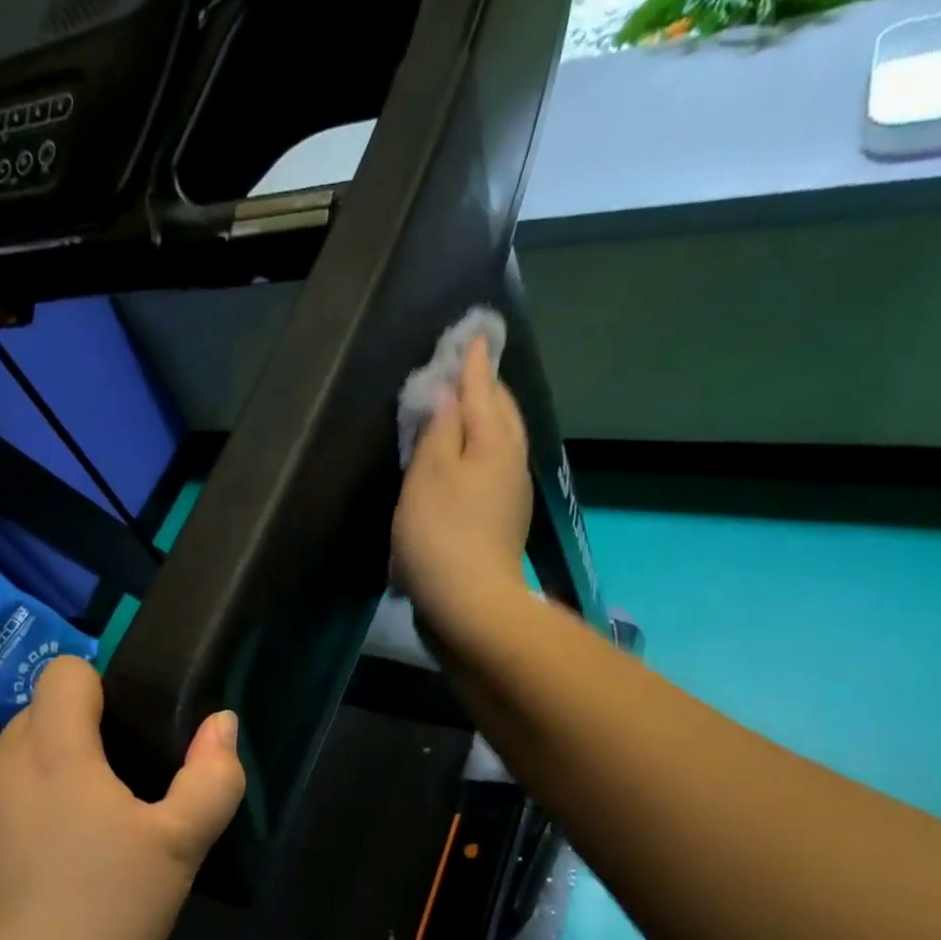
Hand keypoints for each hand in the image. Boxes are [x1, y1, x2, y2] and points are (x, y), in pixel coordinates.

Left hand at [0, 658, 245, 939]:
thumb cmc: (105, 916)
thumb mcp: (180, 848)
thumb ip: (212, 776)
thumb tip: (221, 722)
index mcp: (52, 751)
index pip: (64, 672)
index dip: (100, 691)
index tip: (125, 741)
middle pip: (38, 718)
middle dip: (77, 742)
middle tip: (113, 807)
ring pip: (10, 766)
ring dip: (43, 783)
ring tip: (73, 849)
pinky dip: (11, 822)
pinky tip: (31, 882)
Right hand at [392, 337, 532, 628]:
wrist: (469, 605)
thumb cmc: (441, 534)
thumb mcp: (429, 473)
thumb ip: (438, 428)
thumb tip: (446, 393)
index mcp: (495, 442)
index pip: (484, 389)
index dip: (473, 363)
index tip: (471, 334)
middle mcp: (511, 462)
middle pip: (502, 413)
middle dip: (486, 387)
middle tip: (469, 365)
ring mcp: (512, 495)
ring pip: (501, 442)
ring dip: (486, 419)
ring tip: (467, 405)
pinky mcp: (502, 523)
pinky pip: (494, 469)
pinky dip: (481, 451)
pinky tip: (467, 458)